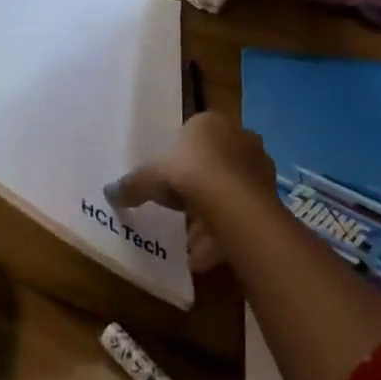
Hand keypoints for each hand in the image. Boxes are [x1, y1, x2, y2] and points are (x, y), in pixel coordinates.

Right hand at [109, 111, 273, 272]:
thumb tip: (109, 193)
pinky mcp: (270, 194)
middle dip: (199, 189)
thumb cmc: (189, 174)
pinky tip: (208, 257)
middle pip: (214, 162)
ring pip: (230, 190)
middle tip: (182, 212)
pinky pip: (243, 213)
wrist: (234, 202)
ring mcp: (258, 165)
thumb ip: (133, 184)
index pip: (194, 135)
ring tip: (192, 246)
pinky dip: (226, 232)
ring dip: (212, 215)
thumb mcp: (152, 178)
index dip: (181, 159)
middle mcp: (238, 136)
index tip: (169, 182)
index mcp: (209, 122)